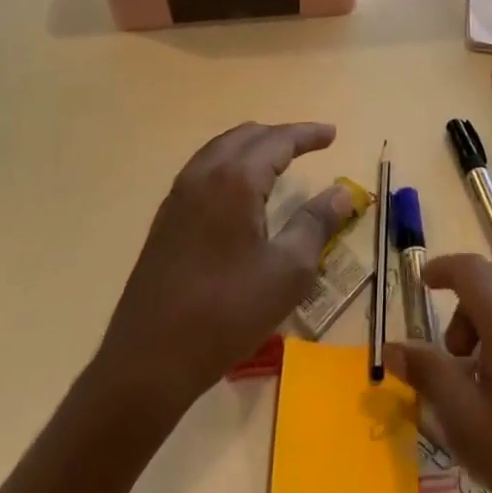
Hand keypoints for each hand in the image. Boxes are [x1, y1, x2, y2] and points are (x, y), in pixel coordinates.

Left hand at [98, 121, 351, 422]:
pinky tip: (239, 191)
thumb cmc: (228, 312)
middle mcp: (203, 175)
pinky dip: (229, 165)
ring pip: (220, 150)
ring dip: (252, 147)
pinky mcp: (165, 219)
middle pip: (245, 137)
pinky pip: (203, 171)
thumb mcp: (288, 271)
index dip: (307, 134)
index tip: (332, 134)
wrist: (150, 358)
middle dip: (280, 136)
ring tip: (278, 160)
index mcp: (235, 180)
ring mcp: (178, 196)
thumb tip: (341, 192)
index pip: (277, 141)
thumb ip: (316, 223)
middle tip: (309, 145)